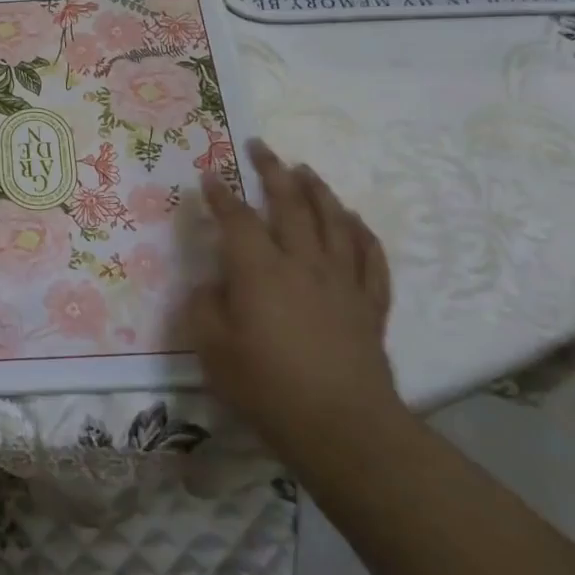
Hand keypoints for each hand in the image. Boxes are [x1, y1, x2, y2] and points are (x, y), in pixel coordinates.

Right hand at [183, 140, 399, 474]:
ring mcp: (342, 280)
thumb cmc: (268, 387)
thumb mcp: (212, 350)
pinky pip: (370, 256)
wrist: (342, 427)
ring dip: (318, 190)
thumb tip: (210, 284)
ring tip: (306, 170)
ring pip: (334, 221)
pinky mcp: (369, 303)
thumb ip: (204, 308)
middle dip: (273, 171)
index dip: (221, 194)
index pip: (237, 219)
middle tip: (262, 146)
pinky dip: (361, 232)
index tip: (210, 174)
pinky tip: (353, 220)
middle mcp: (302, 262)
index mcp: (259, 270)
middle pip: (289, 204)